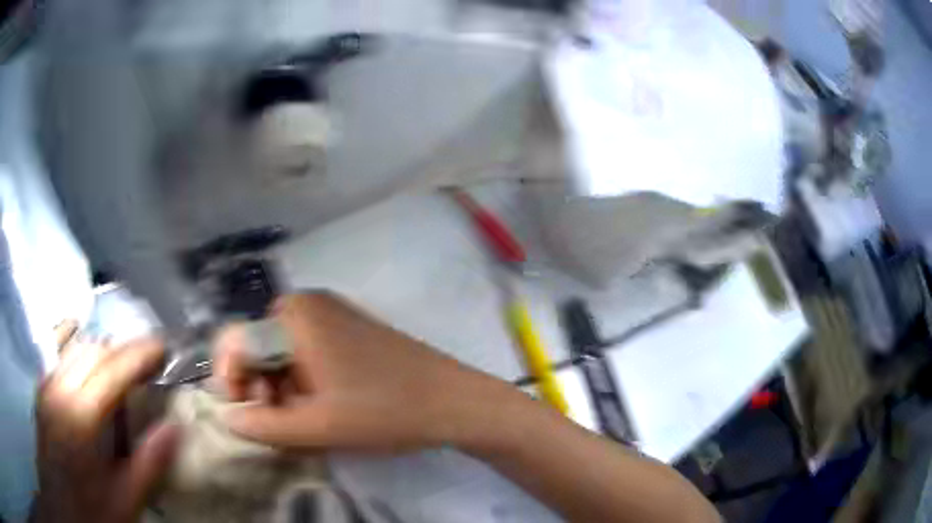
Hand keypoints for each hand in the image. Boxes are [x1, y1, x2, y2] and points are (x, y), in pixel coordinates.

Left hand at [32, 324, 178, 522]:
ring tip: (121, 367)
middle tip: (146, 364)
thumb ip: (148, 465)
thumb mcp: (125, 501)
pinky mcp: (42, 391)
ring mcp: (48, 387)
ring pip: (75, 350)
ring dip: (102, 352)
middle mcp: (60, 391)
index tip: (162, 349)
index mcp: (80, 418)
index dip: (138, 355)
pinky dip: (79, 354)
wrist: (64, 505)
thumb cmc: (92, 510)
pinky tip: (88, 367)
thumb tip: (173, 427)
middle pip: (92, 352)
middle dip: (121, 351)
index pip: (111, 370)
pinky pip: (61, 358)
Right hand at [215, 292, 519, 451]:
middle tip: (279, 423)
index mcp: (294, 315)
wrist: (453, 401)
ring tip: (303, 422)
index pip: (236, 341)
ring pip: (283, 354)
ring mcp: (331, 316)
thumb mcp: (316, 426)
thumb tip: (227, 418)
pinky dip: (302, 382)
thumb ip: (263, 425)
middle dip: (260, 388)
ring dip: (282, 389)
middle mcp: (308, 305)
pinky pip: (307, 354)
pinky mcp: (349, 331)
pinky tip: (321, 408)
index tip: (245, 414)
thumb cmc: (383, 410)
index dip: (231, 380)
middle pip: (259, 347)